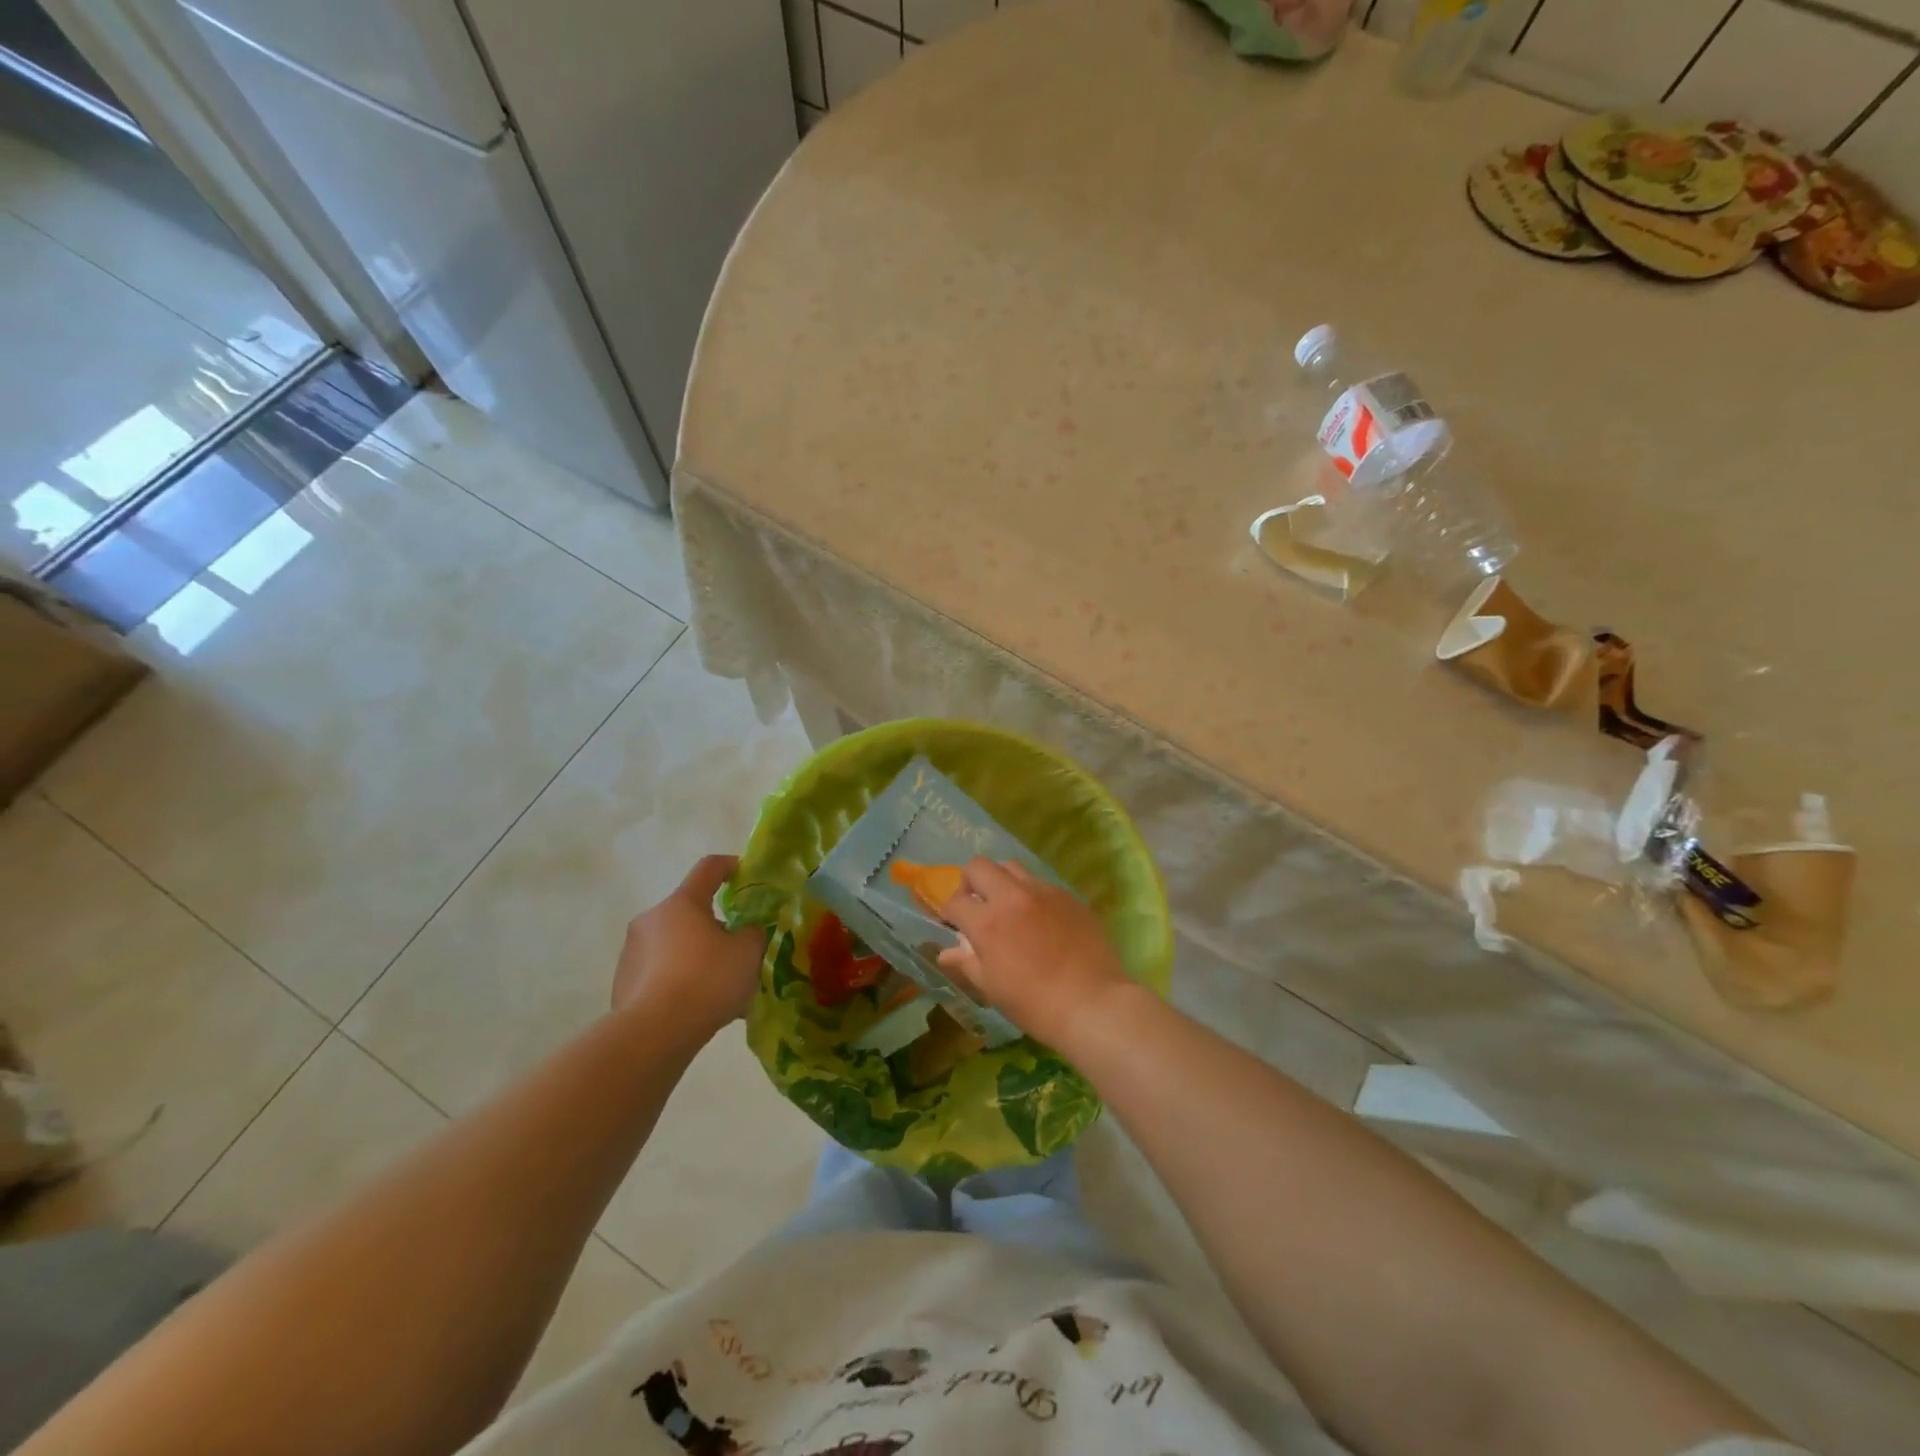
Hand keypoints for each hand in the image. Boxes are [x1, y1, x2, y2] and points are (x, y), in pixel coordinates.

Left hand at [613, 856, 766, 1038]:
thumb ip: (753, 934)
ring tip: (720, 989)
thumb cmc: (706, 980)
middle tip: (738, 951)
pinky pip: (660, 973)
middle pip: (690, 912)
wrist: (654, 1033)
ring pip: (675, 945)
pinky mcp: (622, 983)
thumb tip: (746, 932)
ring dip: (696, 957)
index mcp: (682, 903)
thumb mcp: (747, 953)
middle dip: (715, 927)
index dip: (729, 866)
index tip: (744, 873)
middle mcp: (651, 919)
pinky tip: (697, 1007)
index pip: (708, 868)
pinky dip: (679, 981)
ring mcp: (632, 952)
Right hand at [937, 859, 1132, 1050]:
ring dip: (1001, 881)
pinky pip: (1041, 883)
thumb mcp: (992, 989)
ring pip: (1012, 867)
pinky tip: (1040, 920)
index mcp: (988, 922)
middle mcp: (1013, 897)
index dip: (950, 913)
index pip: (955, 900)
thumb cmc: (1035, 1005)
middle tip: (978, 907)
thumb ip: (966, 963)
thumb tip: (946, 951)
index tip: (956, 926)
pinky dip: (1031, 894)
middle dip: (970, 883)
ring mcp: (1044, 892)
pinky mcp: (1069, 896)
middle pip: (979, 866)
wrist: (1093, 1004)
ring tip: (1009, 908)